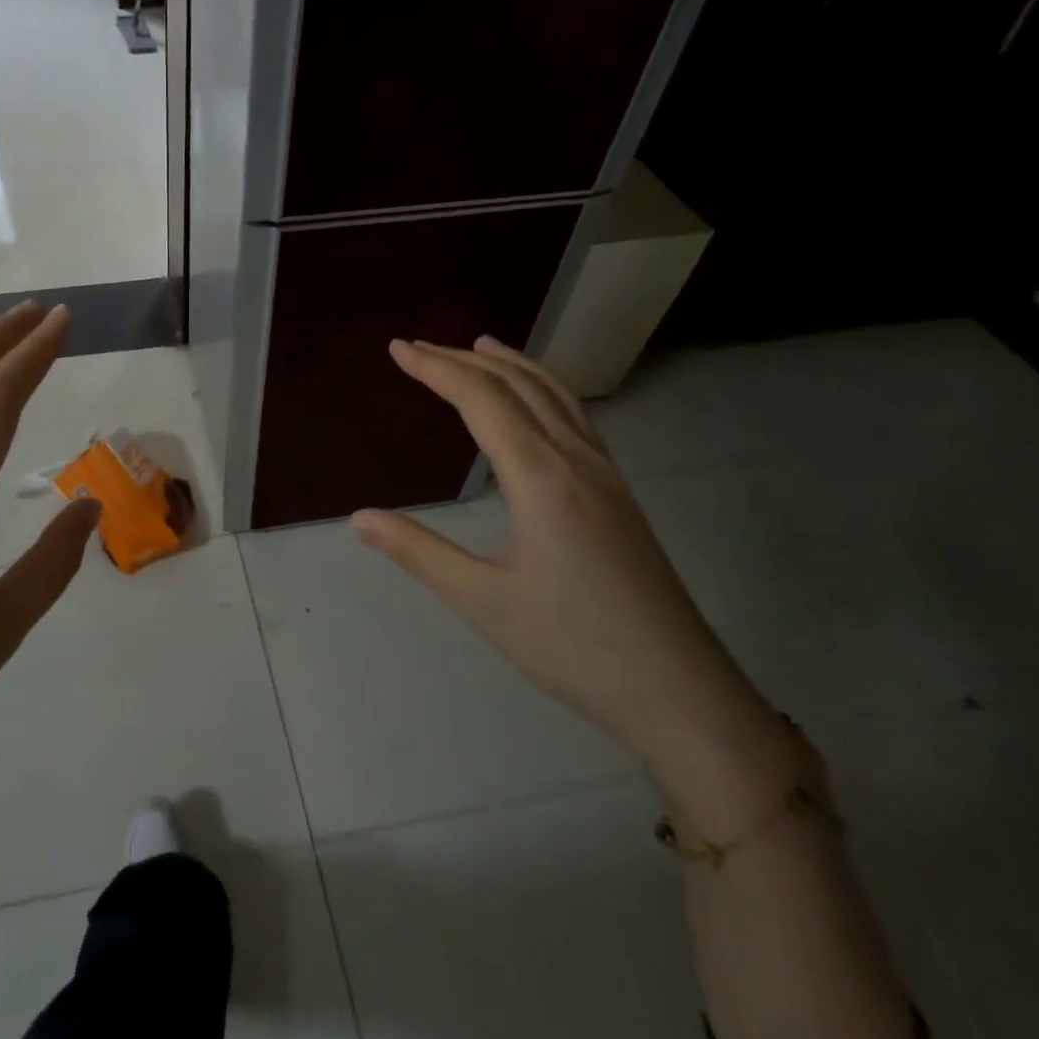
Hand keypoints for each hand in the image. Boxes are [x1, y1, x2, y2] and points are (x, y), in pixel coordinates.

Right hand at [352, 337, 797, 817]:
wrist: (679, 691)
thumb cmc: (574, 646)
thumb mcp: (483, 601)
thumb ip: (418, 552)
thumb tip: (359, 517)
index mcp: (542, 478)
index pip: (482, 400)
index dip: (436, 369)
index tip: (398, 349)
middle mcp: (577, 461)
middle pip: (518, 387)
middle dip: (465, 360)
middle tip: (420, 347)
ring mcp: (606, 476)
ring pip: (557, 397)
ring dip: (513, 366)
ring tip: (481, 348)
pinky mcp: (620, 496)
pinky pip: (577, 419)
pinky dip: (545, 391)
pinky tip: (536, 406)